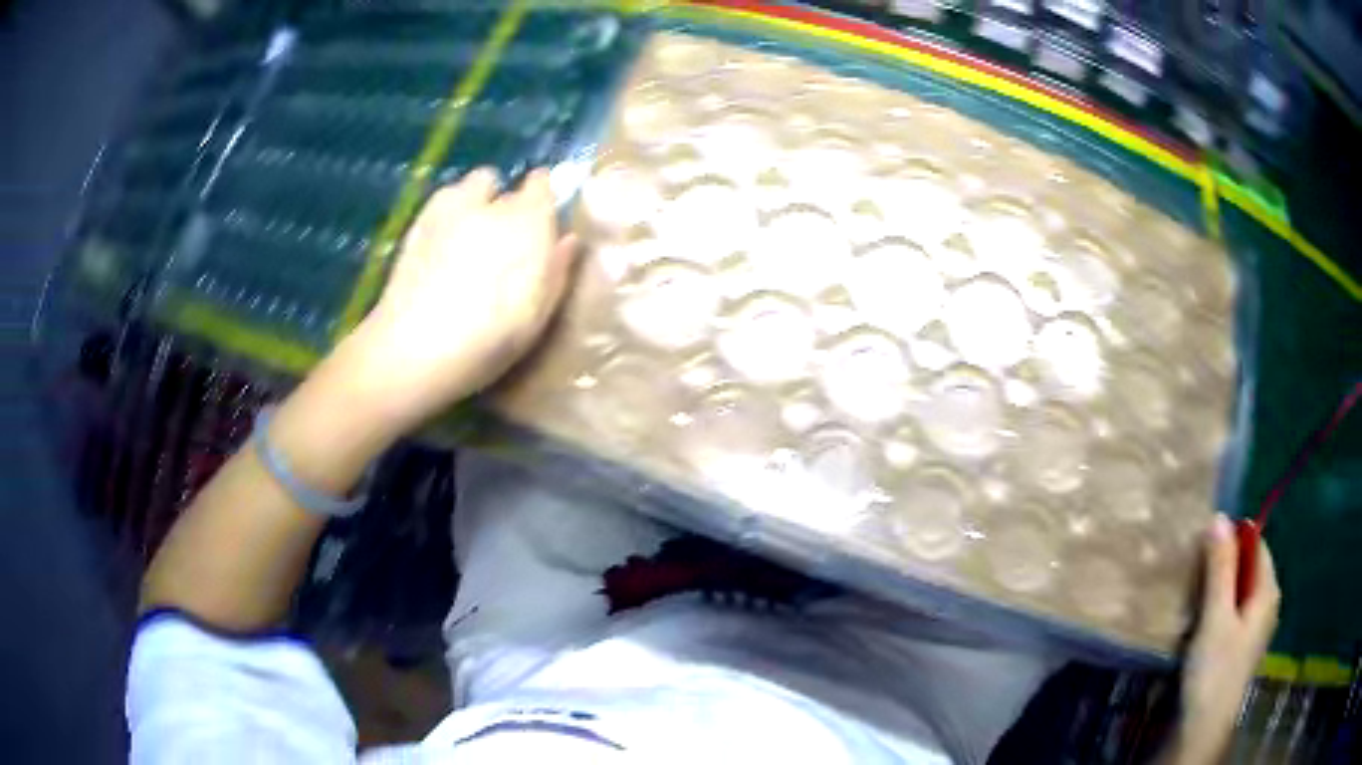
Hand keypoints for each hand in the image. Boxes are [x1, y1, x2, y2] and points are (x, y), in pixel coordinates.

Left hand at [343, 167, 576, 427]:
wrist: (417, 348)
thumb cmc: (491, 338)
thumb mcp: (539, 313)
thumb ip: (557, 269)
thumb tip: (568, 239)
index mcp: (528, 221)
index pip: (542, 183)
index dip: (541, 195)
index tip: (541, 216)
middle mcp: (489, 203)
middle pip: (501, 184)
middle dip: (503, 202)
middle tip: (502, 237)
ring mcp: (447, 209)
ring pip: (466, 187)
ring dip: (472, 201)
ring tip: (467, 237)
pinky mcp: (415, 224)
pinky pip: (439, 205)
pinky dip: (445, 216)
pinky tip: (440, 249)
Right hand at [1165, 514, 1279, 764]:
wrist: (1204, 726)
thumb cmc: (1215, 669)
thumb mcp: (1216, 616)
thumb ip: (1220, 568)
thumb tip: (1219, 516)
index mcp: (1268, 590)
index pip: (1256, 544)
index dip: (1233, 538)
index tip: (1204, 543)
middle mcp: (1267, 603)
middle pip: (1248, 568)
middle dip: (1224, 565)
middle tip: (1194, 570)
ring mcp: (1255, 627)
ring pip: (1239, 591)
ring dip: (1219, 588)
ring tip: (1193, 594)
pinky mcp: (1240, 646)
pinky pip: (1233, 612)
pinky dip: (1218, 608)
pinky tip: (1200, 621)